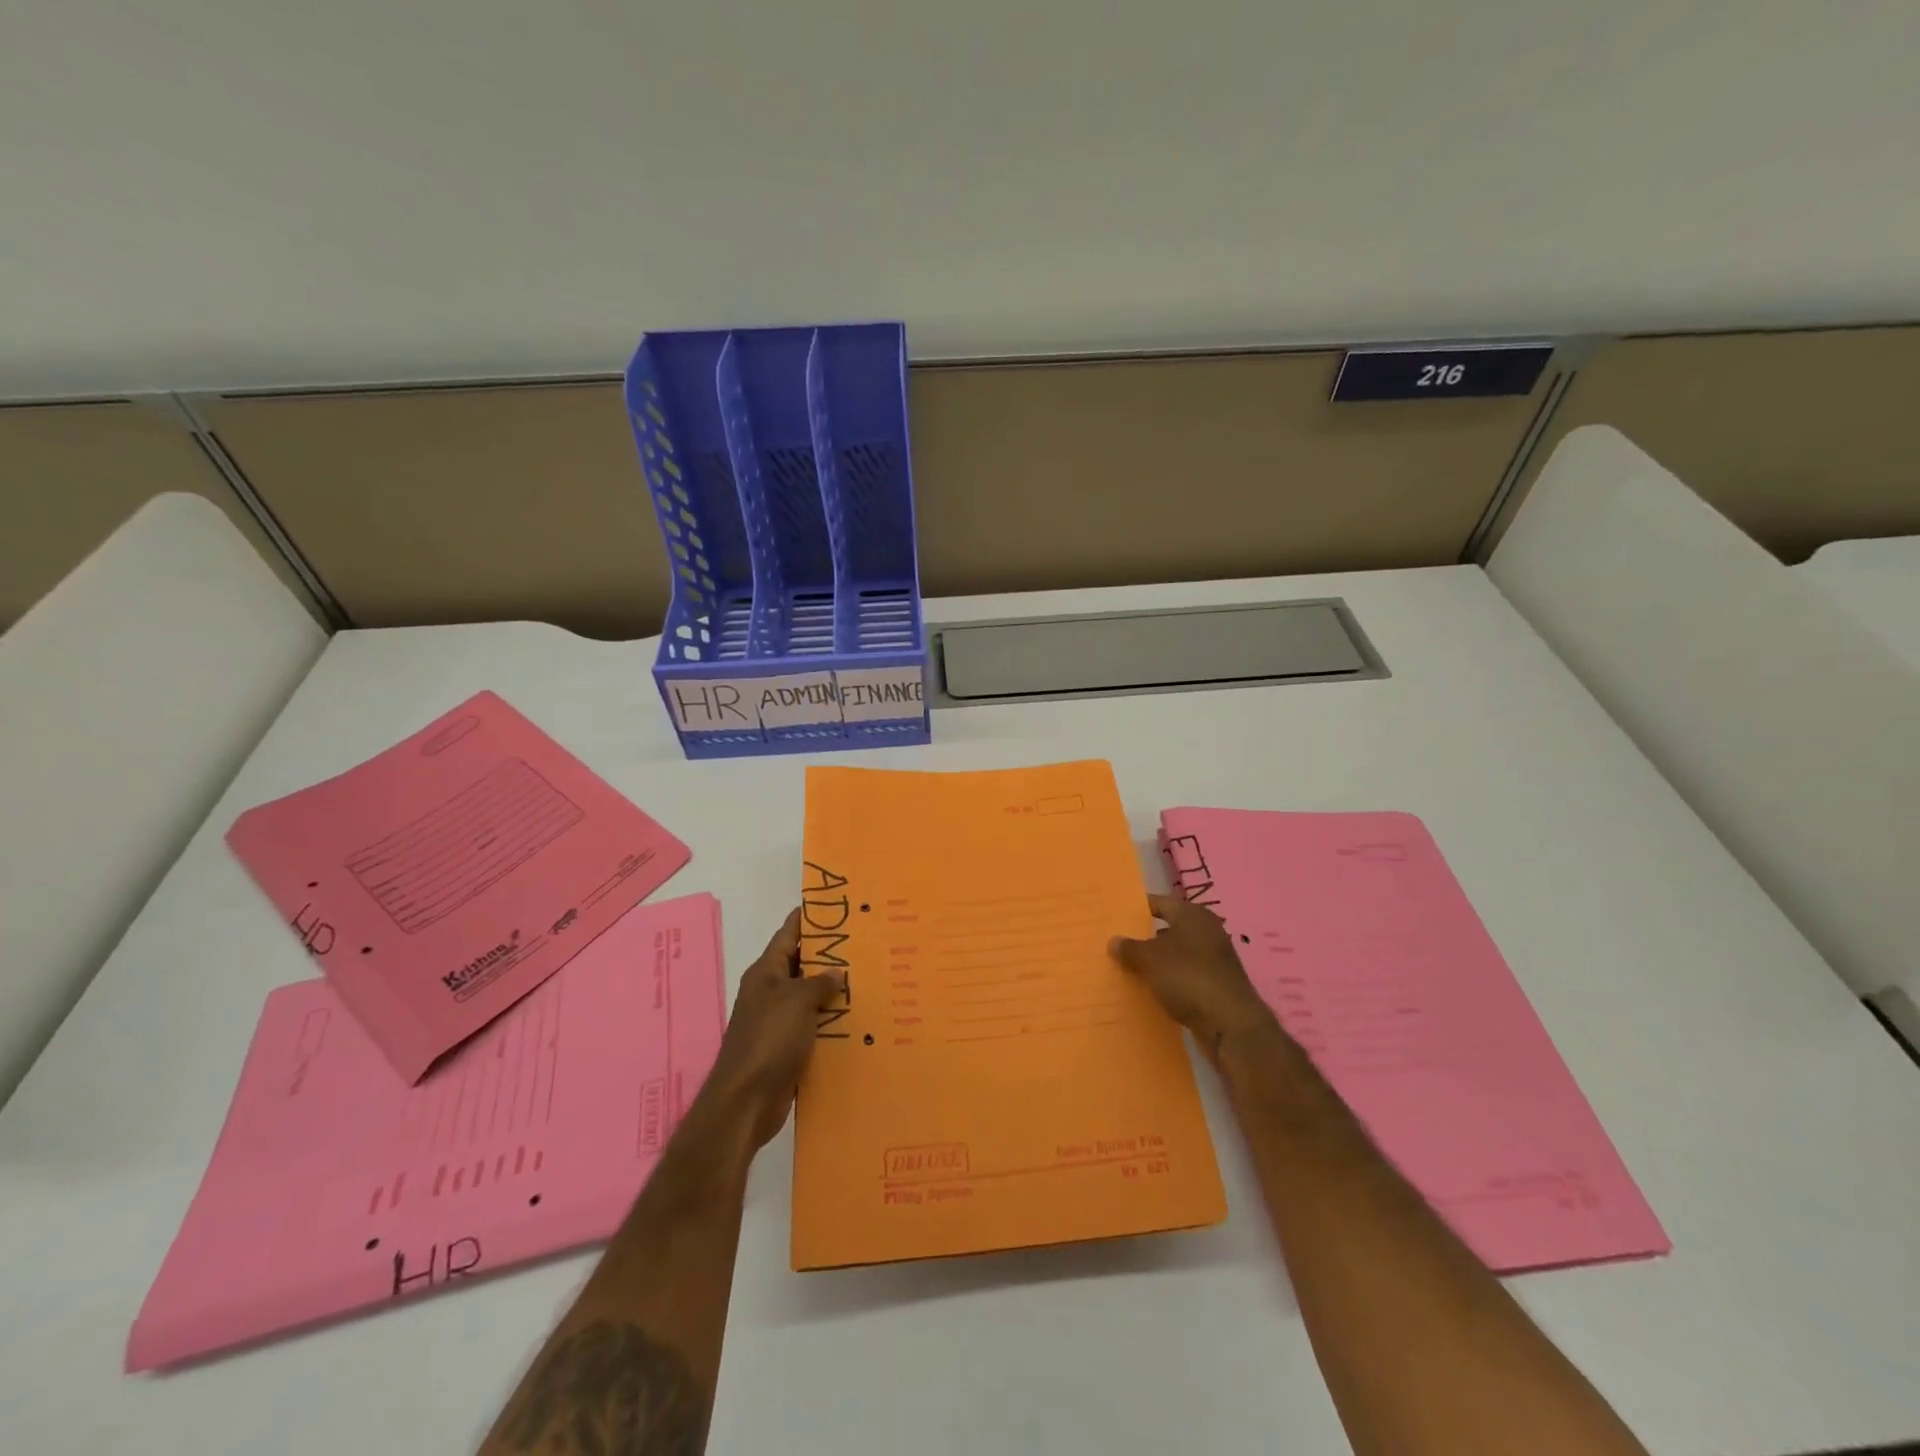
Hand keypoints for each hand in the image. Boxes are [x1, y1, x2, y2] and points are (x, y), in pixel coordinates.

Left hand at [703, 909, 844, 1149]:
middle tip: (865, 943)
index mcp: (766, 973)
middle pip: (801, 965)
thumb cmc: (769, 1040)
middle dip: (829, 955)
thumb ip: (819, 982)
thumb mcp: (798, 1001)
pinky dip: (832, 1022)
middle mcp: (770, 992)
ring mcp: (778, 1022)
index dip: (808, 918)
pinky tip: (858, 1020)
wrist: (746, 1101)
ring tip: (870, 978)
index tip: (834, 905)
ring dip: (834, 991)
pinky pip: (814, 1026)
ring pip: (810, 997)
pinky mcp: (787, 1048)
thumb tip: (837, 973)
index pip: (788, 934)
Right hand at [1110, 893, 1277, 1054]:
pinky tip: (1153, 989)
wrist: (1229, 1023)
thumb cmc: (1187, 977)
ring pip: (1178, 953)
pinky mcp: (1217, 984)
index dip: (1138, 908)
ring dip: (1158, 960)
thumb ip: (1130, 948)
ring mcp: (1215, 958)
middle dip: (1146, 936)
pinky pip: (1186, 975)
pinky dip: (1170, 979)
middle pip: (1170, 928)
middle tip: (1119, 943)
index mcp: (1192, 915)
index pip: (1160, 903)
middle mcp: (1207, 931)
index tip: (1117, 916)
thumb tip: (1114, 940)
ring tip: (1130, 968)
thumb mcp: (1150, 959)